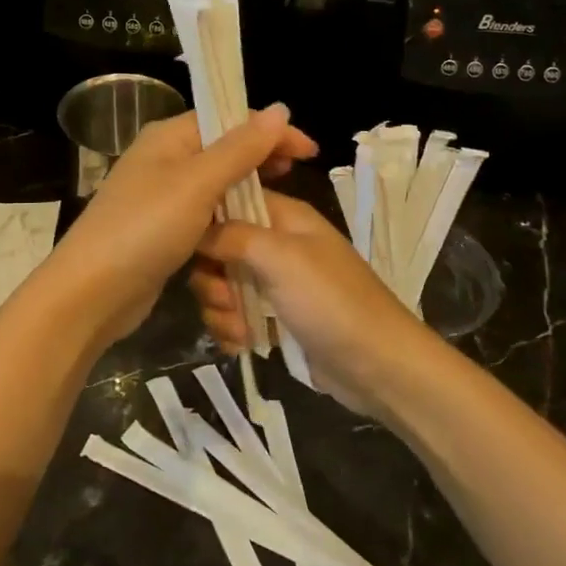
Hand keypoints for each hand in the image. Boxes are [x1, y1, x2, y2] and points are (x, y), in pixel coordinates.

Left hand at [39, 106, 317, 350]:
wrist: (92, 292)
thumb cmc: (146, 228)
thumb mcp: (198, 184)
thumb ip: (240, 148)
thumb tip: (279, 109)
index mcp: (168, 138)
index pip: (228, 119)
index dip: (270, 131)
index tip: (308, 152)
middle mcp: (163, 160)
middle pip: (222, 151)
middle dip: (260, 162)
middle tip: (295, 176)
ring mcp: (160, 198)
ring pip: (215, 188)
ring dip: (245, 196)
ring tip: (277, 209)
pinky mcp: (161, 232)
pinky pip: (203, 219)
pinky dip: (227, 225)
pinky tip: (247, 237)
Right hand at [189, 193, 427, 418]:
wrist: (378, 366)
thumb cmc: (331, 301)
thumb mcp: (281, 258)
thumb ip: (233, 235)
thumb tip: (196, 228)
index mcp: (285, 217)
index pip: (231, 200)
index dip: (206, 219)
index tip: (187, 242)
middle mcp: (277, 245)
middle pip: (219, 247)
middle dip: (211, 277)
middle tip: (224, 298)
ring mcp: (276, 284)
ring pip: (223, 285)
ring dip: (221, 310)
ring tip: (240, 330)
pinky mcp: (274, 319)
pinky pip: (235, 316)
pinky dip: (232, 331)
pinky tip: (243, 346)